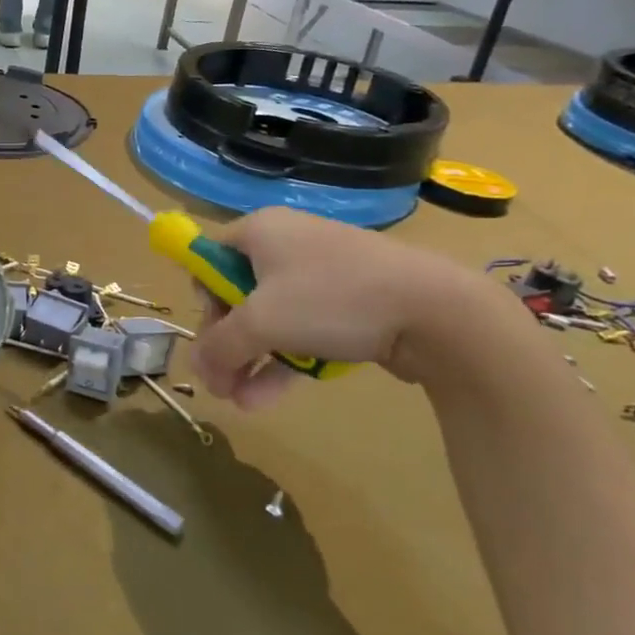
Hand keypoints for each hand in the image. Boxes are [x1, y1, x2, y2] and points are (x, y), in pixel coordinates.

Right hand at [189, 209, 492, 410]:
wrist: (435, 310)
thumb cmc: (331, 299)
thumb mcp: (260, 323)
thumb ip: (219, 346)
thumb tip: (199, 367)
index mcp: (260, 231)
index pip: (209, 257)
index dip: (203, 298)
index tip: (213, 333)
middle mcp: (286, 245)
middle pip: (237, 295)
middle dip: (226, 344)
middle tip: (221, 382)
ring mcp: (321, 276)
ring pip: (270, 320)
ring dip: (251, 362)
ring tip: (240, 403)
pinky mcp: (349, 306)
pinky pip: (302, 331)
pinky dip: (283, 362)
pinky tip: (264, 400)